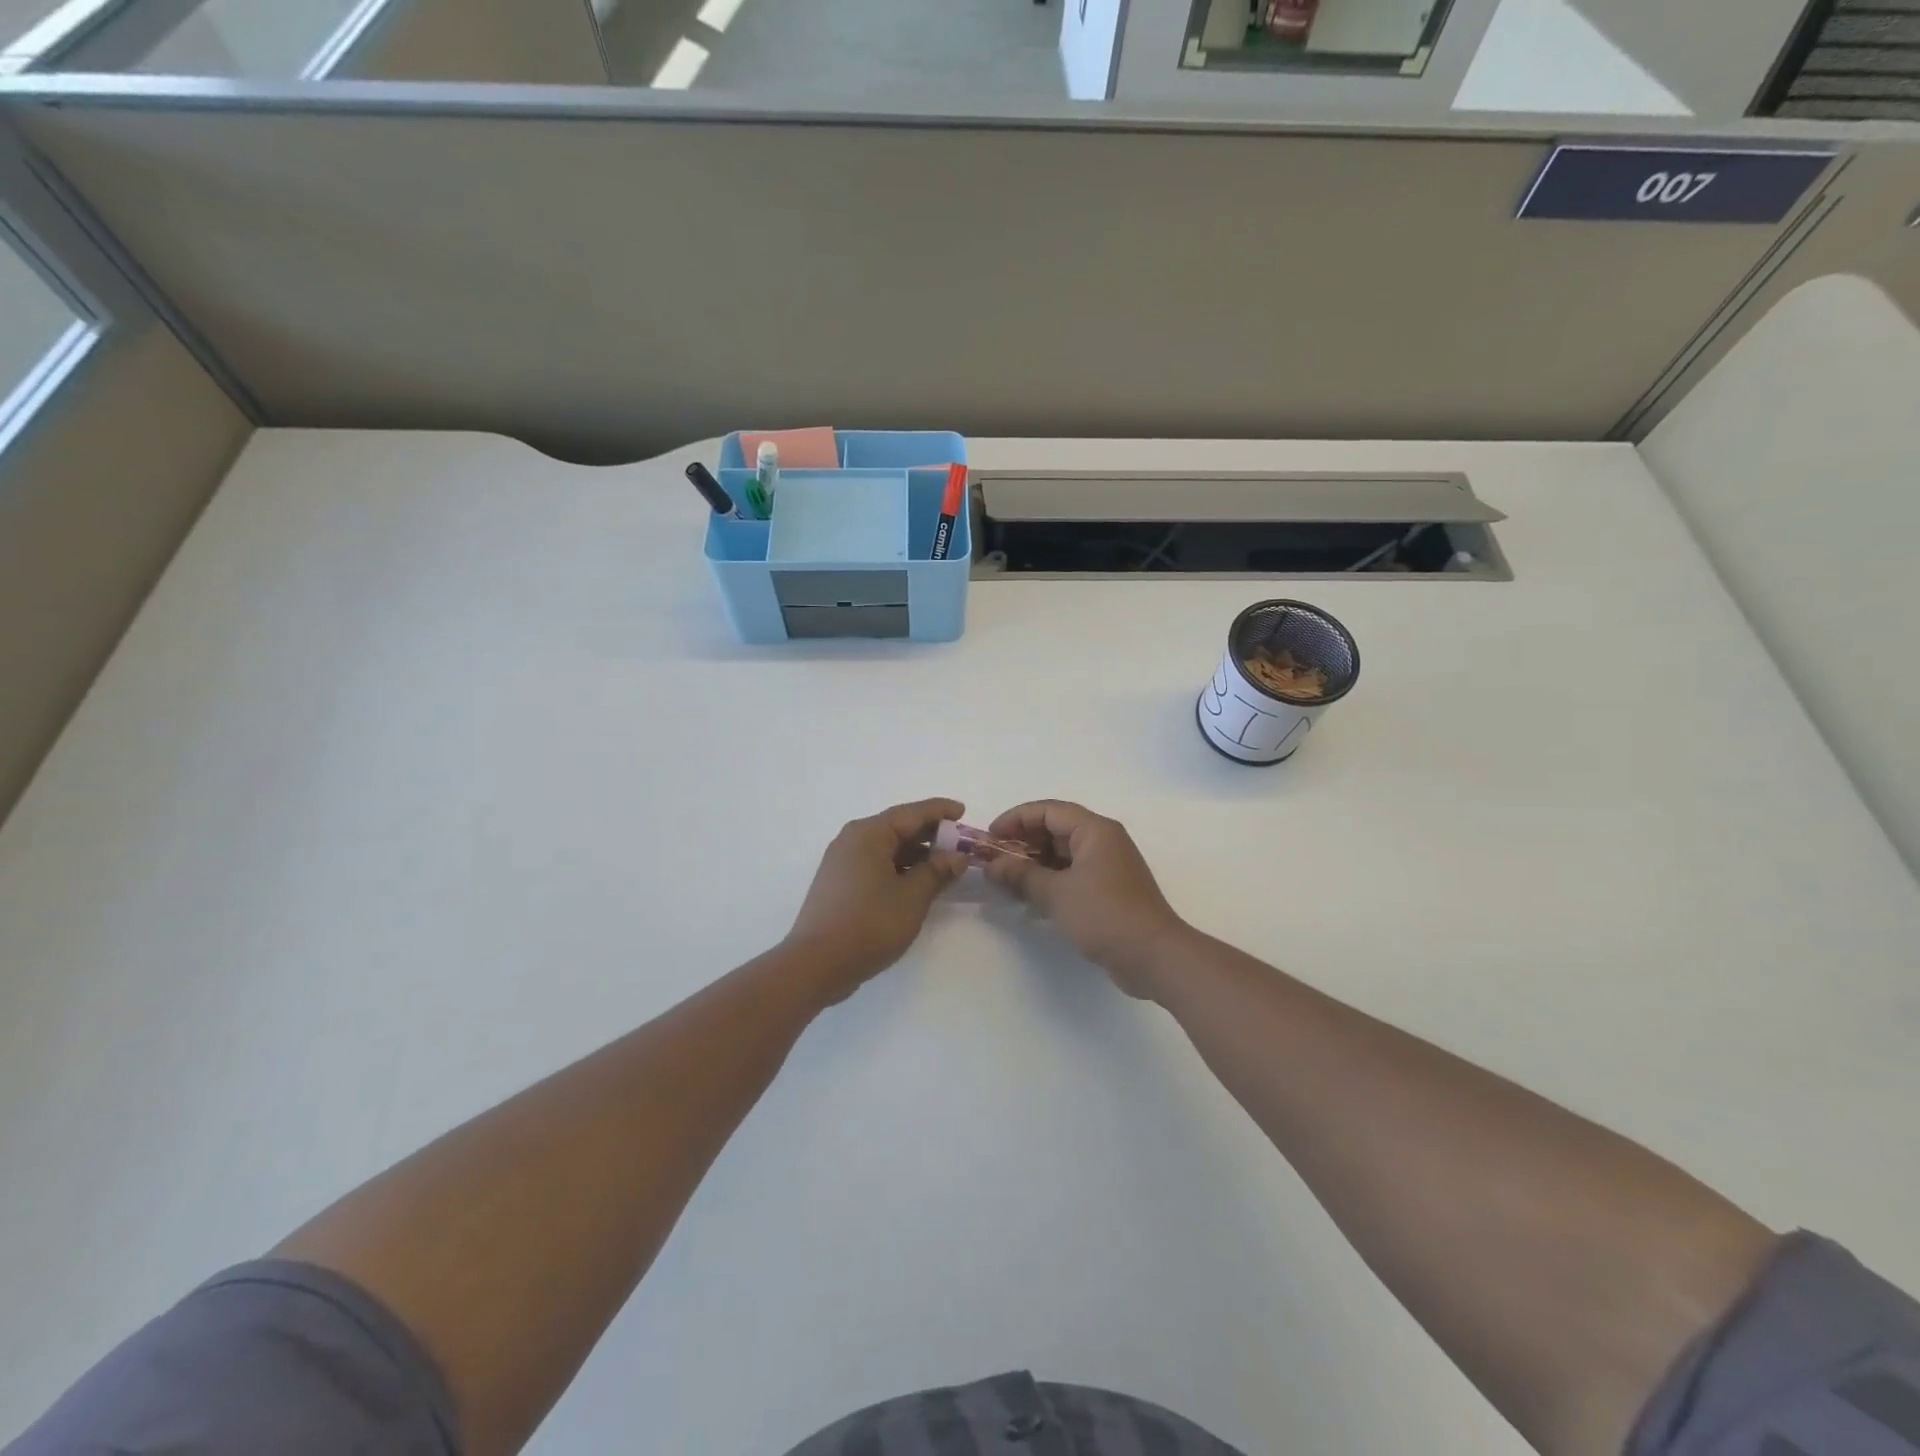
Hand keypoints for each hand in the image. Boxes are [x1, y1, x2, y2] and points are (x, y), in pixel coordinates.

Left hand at [785, 798, 969, 1002]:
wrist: (816, 964)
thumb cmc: (868, 924)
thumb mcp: (912, 897)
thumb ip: (937, 872)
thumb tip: (957, 857)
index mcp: (868, 834)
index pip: (912, 813)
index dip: (940, 811)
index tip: (963, 811)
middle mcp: (852, 840)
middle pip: (898, 827)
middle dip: (930, 833)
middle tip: (960, 843)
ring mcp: (842, 862)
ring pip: (887, 848)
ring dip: (916, 853)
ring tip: (945, 864)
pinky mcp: (840, 884)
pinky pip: (876, 864)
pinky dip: (899, 868)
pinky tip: (918, 882)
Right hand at [982, 800, 1187, 998]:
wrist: (1153, 956)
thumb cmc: (1104, 915)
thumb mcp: (1056, 894)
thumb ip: (1021, 875)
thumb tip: (992, 865)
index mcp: (1095, 830)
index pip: (1048, 810)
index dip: (1016, 819)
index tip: (990, 837)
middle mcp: (1104, 840)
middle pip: (1056, 828)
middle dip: (1023, 841)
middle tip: (994, 859)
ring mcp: (1108, 865)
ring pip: (1063, 852)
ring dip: (1035, 861)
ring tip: (1006, 878)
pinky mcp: (1109, 888)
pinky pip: (1073, 872)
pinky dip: (1050, 878)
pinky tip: (1030, 894)